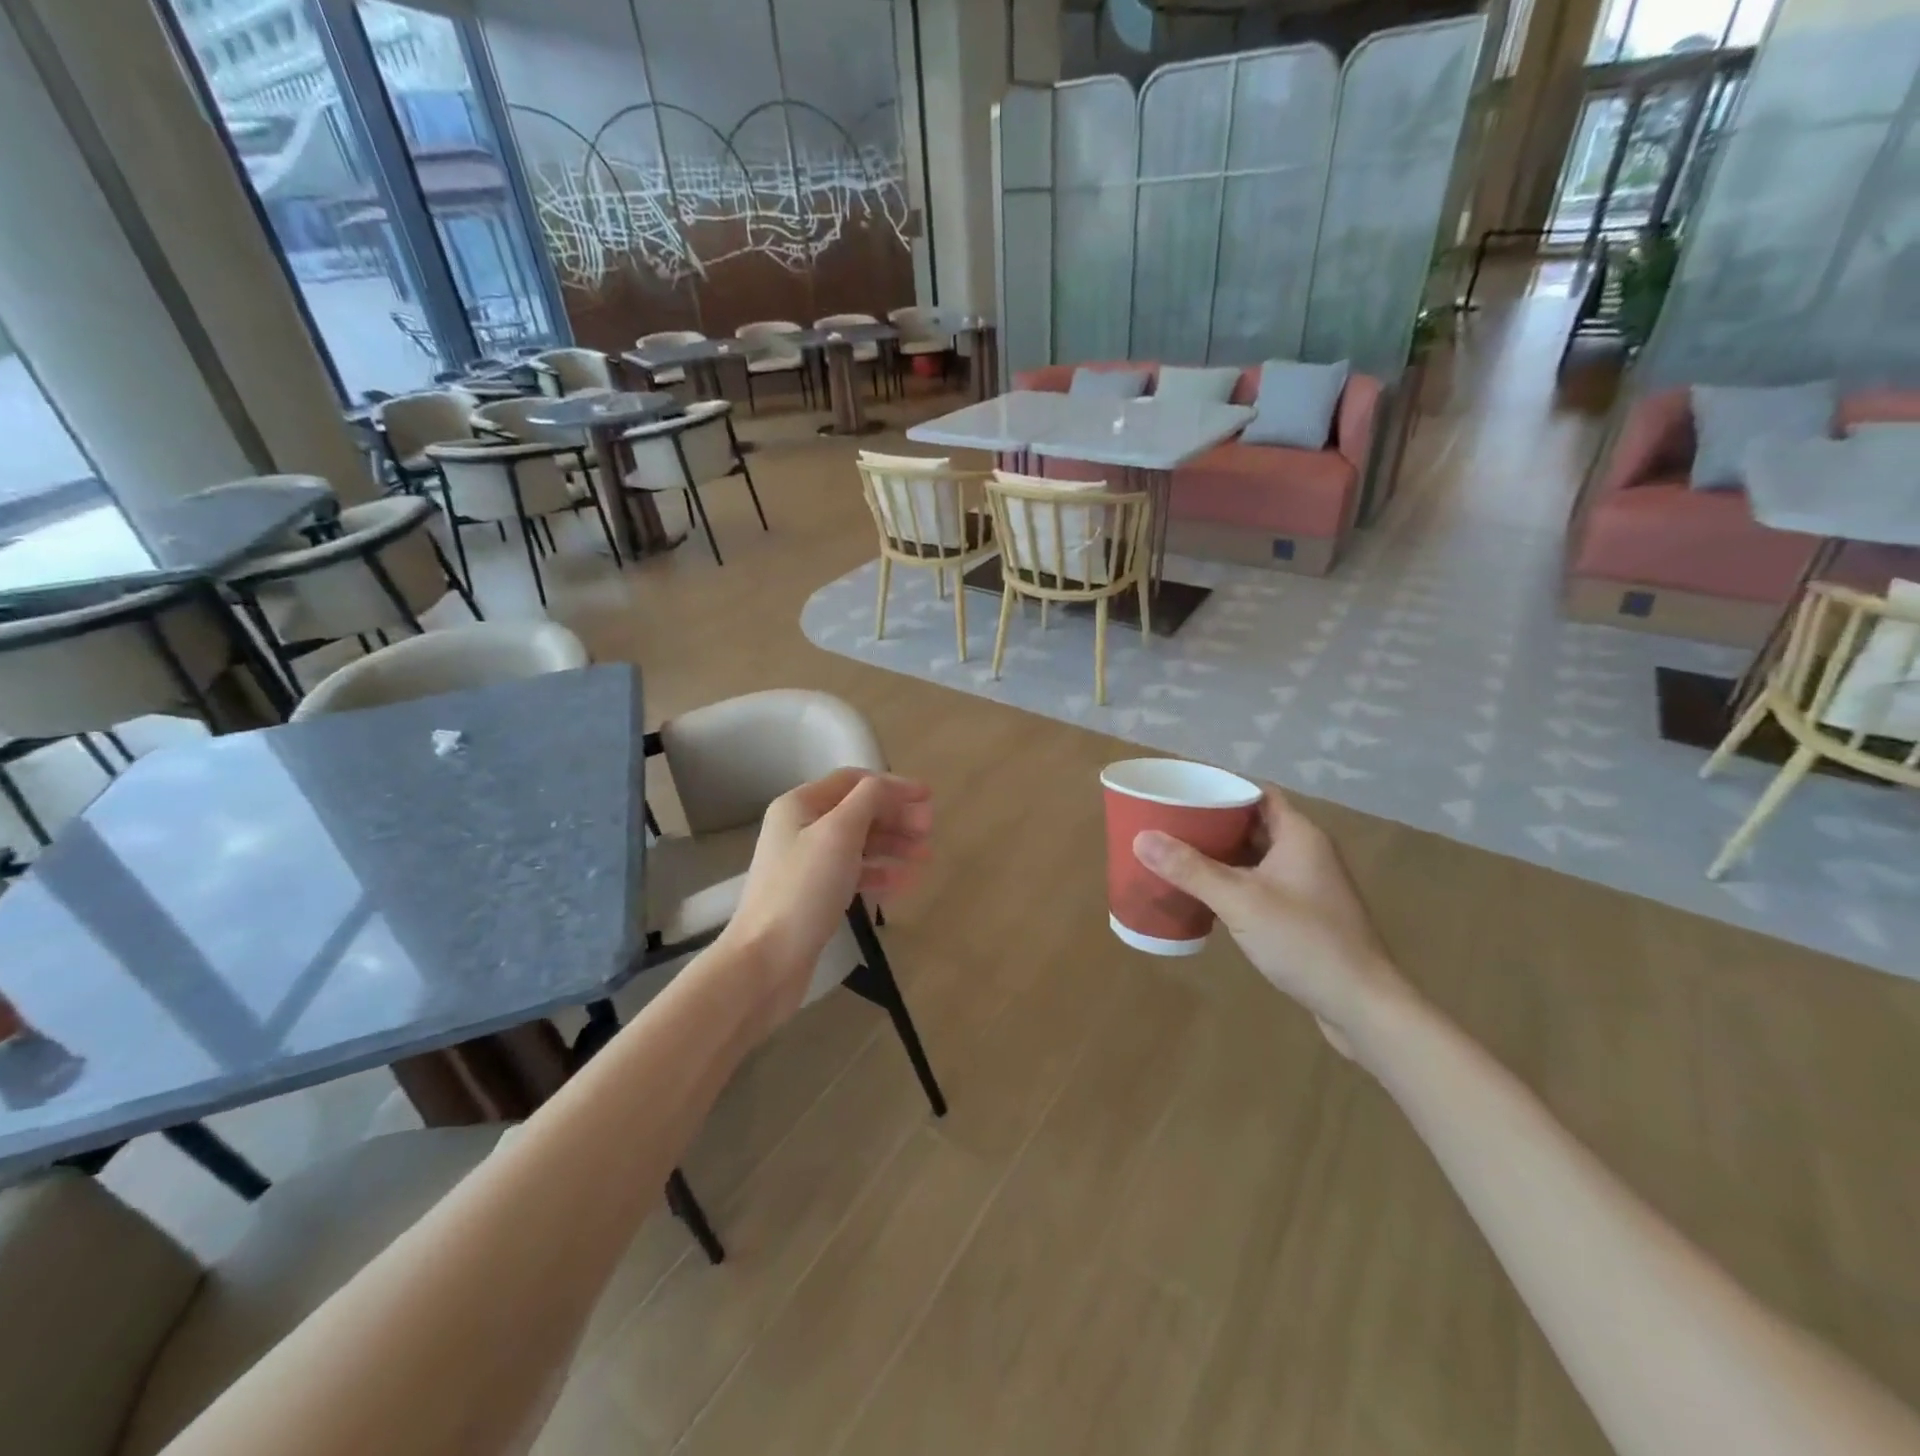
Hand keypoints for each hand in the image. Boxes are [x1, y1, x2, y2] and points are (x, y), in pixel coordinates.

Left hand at [722, 769, 932, 1029]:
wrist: (765, 962)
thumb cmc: (803, 890)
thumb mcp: (839, 834)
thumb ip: (870, 800)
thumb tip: (893, 787)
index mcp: (800, 805)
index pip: (854, 781)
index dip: (893, 786)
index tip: (929, 799)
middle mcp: (801, 828)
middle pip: (858, 811)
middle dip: (896, 817)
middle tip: (929, 831)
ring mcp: (806, 864)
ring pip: (859, 843)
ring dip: (894, 845)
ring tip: (925, 857)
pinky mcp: (814, 895)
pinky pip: (853, 873)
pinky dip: (880, 873)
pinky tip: (904, 882)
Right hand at [1133, 787, 1405, 1055]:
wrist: (1361, 1005)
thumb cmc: (1303, 941)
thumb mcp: (1240, 901)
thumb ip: (1190, 869)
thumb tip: (1141, 837)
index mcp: (1299, 835)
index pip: (1256, 794)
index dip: (1221, 789)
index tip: (1181, 793)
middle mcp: (1307, 852)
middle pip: (1254, 823)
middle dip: (1212, 823)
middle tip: (1168, 824)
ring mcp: (1307, 885)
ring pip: (1257, 856)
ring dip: (1221, 854)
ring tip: (1176, 854)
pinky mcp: (1304, 913)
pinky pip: (1261, 883)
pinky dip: (1233, 882)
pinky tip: (1204, 894)